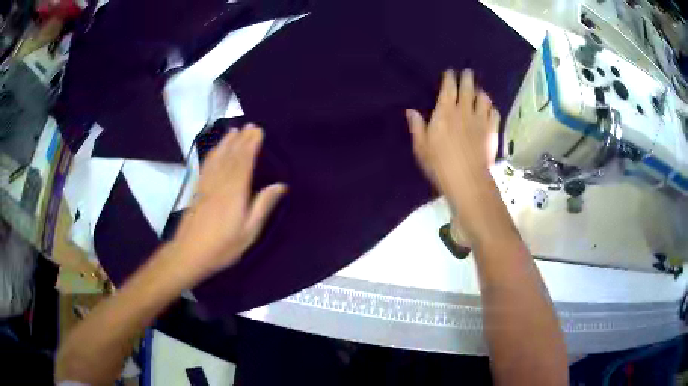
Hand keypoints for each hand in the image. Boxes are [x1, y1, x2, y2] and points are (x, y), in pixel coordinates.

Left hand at [170, 124, 285, 278]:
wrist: (189, 253)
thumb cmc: (223, 247)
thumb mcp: (249, 232)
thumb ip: (263, 206)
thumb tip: (280, 185)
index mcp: (235, 192)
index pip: (244, 162)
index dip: (251, 145)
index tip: (258, 130)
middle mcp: (220, 183)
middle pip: (232, 156)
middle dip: (241, 139)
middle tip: (249, 125)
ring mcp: (206, 185)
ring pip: (218, 158)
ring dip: (226, 142)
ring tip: (233, 131)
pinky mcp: (197, 190)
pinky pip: (206, 166)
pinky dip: (212, 154)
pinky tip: (215, 150)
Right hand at [406, 69, 499, 238]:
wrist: (468, 180)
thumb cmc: (440, 165)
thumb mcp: (422, 147)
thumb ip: (417, 127)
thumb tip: (411, 110)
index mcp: (445, 112)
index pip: (449, 88)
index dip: (450, 78)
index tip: (450, 72)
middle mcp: (464, 110)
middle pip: (468, 88)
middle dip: (467, 78)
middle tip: (467, 73)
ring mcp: (481, 120)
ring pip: (483, 98)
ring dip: (480, 92)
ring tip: (479, 91)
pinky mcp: (492, 130)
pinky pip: (494, 112)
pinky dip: (492, 107)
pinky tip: (490, 108)